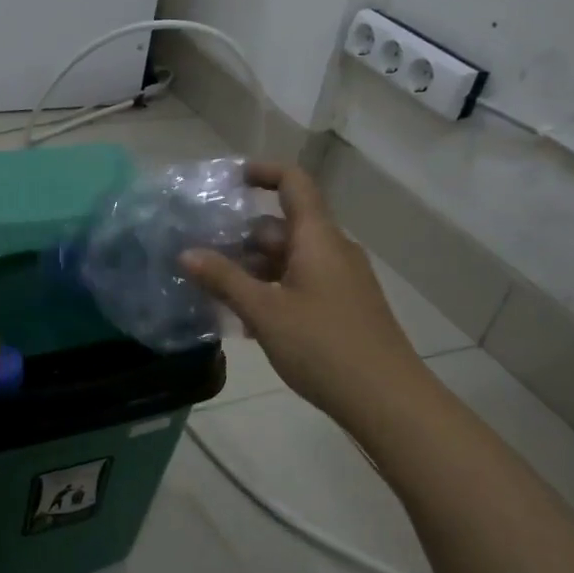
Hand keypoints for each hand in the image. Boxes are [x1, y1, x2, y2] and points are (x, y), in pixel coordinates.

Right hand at [182, 163, 424, 433]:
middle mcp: (333, 250)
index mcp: (318, 238)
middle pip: (283, 227)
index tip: (228, 180)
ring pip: (290, 260)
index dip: (263, 172)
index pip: (293, 183)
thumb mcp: (264, 312)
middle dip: (242, 238)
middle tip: (201, 255)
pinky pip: (302, 284)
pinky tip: (247, 322)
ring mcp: (342, 280)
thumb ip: (223, 279)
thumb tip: (186, 253)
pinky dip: (273, 291)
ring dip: (254, 270)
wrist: (387, 400)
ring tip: (215, 292)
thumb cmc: (323, 346)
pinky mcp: (344, 307)